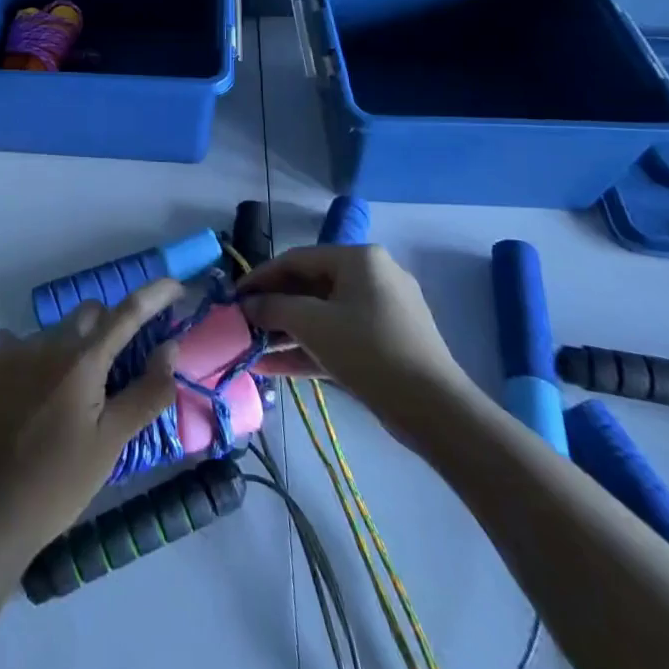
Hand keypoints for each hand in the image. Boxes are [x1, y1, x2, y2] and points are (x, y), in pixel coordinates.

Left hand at [0, 280, 182, 558]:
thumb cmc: (60, 483)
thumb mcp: (112, 442)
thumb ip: (147, 392)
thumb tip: (171, 347)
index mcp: (82, 360)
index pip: (127, 313)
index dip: (154, 295)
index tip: (175, 286)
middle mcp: (45, 341)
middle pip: (89, 316)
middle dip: (107, 331)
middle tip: (110, 373)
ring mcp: (9, 348)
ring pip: (53, 332)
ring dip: (68, 350)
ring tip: (62, 399)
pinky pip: (17, 343)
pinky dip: (31, 359)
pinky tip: (28, 395)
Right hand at [240, 245, 473, 442]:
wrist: (435, 410)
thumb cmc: (368, 350)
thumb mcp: (312, 324)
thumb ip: (273, 308)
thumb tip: (247, 305)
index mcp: (359, 258)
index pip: (296, 259)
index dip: (260, 277)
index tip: (234, 296)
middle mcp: (373, 276)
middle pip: (310, 286)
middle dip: (274, 308)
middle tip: (243, 324)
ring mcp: (383, 311)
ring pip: (324, 315)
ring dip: (288, 332)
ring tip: (253, 348)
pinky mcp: (387, 343)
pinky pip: (340, 337)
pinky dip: (310, 348)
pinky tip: (275, 367)